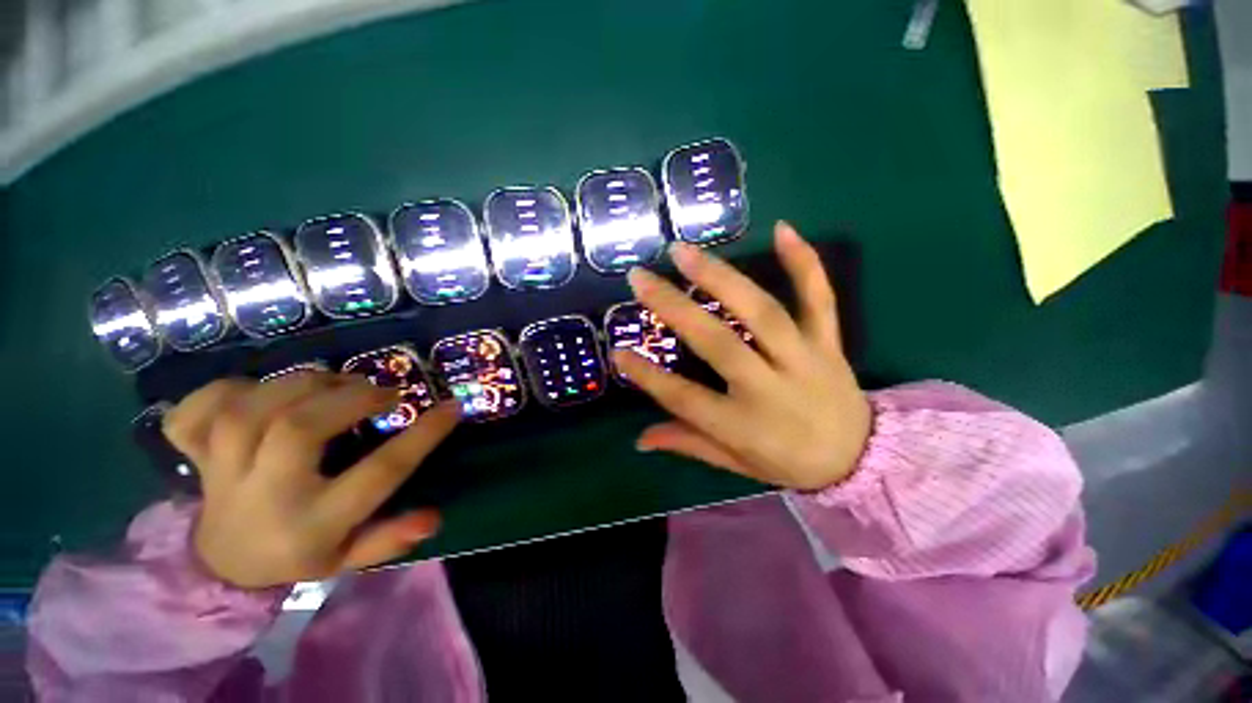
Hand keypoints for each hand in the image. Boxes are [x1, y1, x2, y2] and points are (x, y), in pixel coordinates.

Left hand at [162, 372, 458, 588]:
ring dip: (300, 384)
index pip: (377, 475)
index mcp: (312, 525)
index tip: (452, 407)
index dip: (422, 436)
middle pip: (298, 429)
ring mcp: (219, 474)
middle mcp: (264, 497)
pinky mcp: (191, 456)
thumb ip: (389, 539)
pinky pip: (194, 412)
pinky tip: (258, 392)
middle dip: (351, 398)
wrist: (220, 564)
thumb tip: (434, 517)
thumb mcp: (350, 558)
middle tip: (381, 392)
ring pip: (248, 411)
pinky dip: (224, 390)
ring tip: (333, 384)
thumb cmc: (298, 554)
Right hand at [614, 221, 870, 490]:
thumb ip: (687, 444)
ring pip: (762, 312)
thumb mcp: (734, 463)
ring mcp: (803, 359)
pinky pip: (819, 298)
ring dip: (721, 278)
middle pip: (718, 343)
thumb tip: (640, 441)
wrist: (860, 460)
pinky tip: (783, 229)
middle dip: (674, 308)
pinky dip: (803, 262)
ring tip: (685, 252)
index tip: (618, 352)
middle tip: (640, 278)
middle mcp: (770, 388)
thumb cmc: (788, 462)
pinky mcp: (828, 342)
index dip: (648, 376)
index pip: (684, 398)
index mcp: (742, 425)